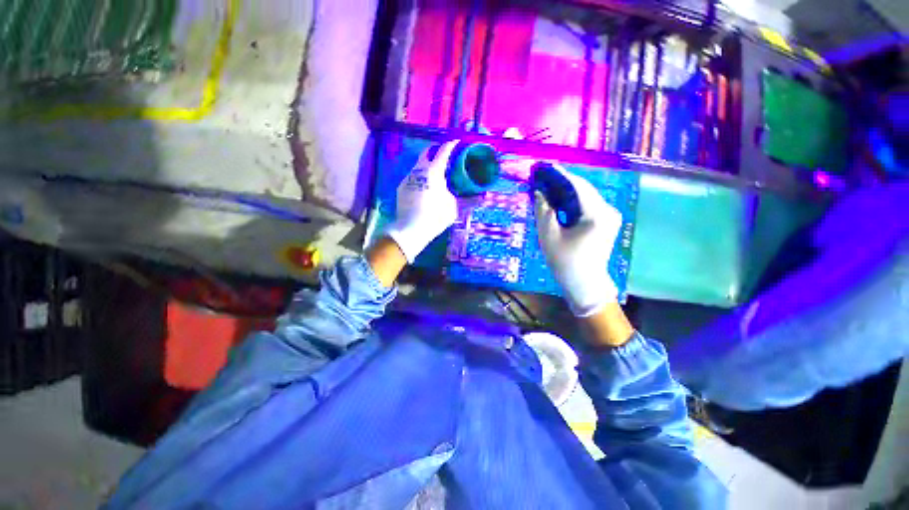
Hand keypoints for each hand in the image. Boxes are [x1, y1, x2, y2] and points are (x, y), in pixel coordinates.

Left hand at [386, 141, 459, 262]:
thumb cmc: (434, 216)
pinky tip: (425, 188)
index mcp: (433, 171)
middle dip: (434, 151)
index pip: (443, 152)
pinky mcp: (401, 188)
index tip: (456, 141)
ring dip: (427, 166)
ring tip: (435, 175)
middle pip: (426, 154)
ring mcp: (407, 178)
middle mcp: (418, 170)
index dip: (451, 145)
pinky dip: (420, 178)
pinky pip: (413, 178)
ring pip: (418, 166)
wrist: (409, 230)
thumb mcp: (452, 206)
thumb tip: (462, 192)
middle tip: (443, 155)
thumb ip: (456, 194)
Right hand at [534, 164, 621, 316]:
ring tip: (551, 186)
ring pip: (588, 195)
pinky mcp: (609, 221)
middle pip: (584, 188)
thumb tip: (539, 191)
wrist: (586, 284)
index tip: (544, 166)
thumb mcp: (550, 236)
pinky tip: (563, 200)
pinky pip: (591, 204)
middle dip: (564, 181)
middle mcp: (608, 211)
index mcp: (596, 214)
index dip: (560, 174)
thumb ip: (544, 210)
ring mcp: (611, 216)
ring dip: (570, 190)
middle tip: (544, 176)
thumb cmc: (567, 263)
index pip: (577, 186)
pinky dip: (577, 200)